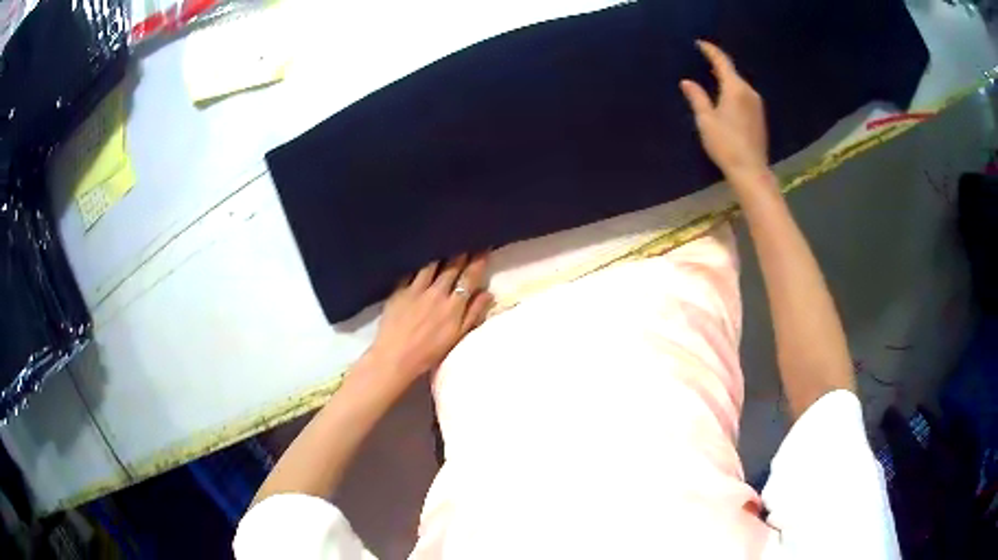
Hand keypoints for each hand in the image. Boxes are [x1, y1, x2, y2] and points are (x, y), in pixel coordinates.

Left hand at [367, 254, 492, 382]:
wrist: (395, 357)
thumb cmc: (429, 353)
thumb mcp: (457, 337)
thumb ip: (473, 314)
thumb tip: (487, 293)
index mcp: (453, 306)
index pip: (469, 277)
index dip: (478, 261)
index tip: (483, 248)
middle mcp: (437, 293)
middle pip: (451, 267)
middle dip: (461, 252)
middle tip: (465, 239)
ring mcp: (416, 290)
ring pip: (431, 264)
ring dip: (440, 253)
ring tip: (443, 242)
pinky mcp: (398, 291)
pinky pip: (410, 271)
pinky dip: (417, 263)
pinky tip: (418, 256)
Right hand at [680, 41, 770, 185]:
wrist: (751, 170)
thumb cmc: (726, 144)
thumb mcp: (706, 120)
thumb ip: (697, 97)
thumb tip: (687, 82)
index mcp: (735, 88)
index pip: (722, 61)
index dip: (710, 50)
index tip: (699, 43)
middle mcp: (749, 92)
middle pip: (732, 72)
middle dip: (717, 65)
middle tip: (702, 60)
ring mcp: (757, 104)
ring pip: (739, 84)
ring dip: (726, 79)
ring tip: (711, 78)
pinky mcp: (760, 116)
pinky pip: (744, 95)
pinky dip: (733, 91)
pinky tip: (725, 97)